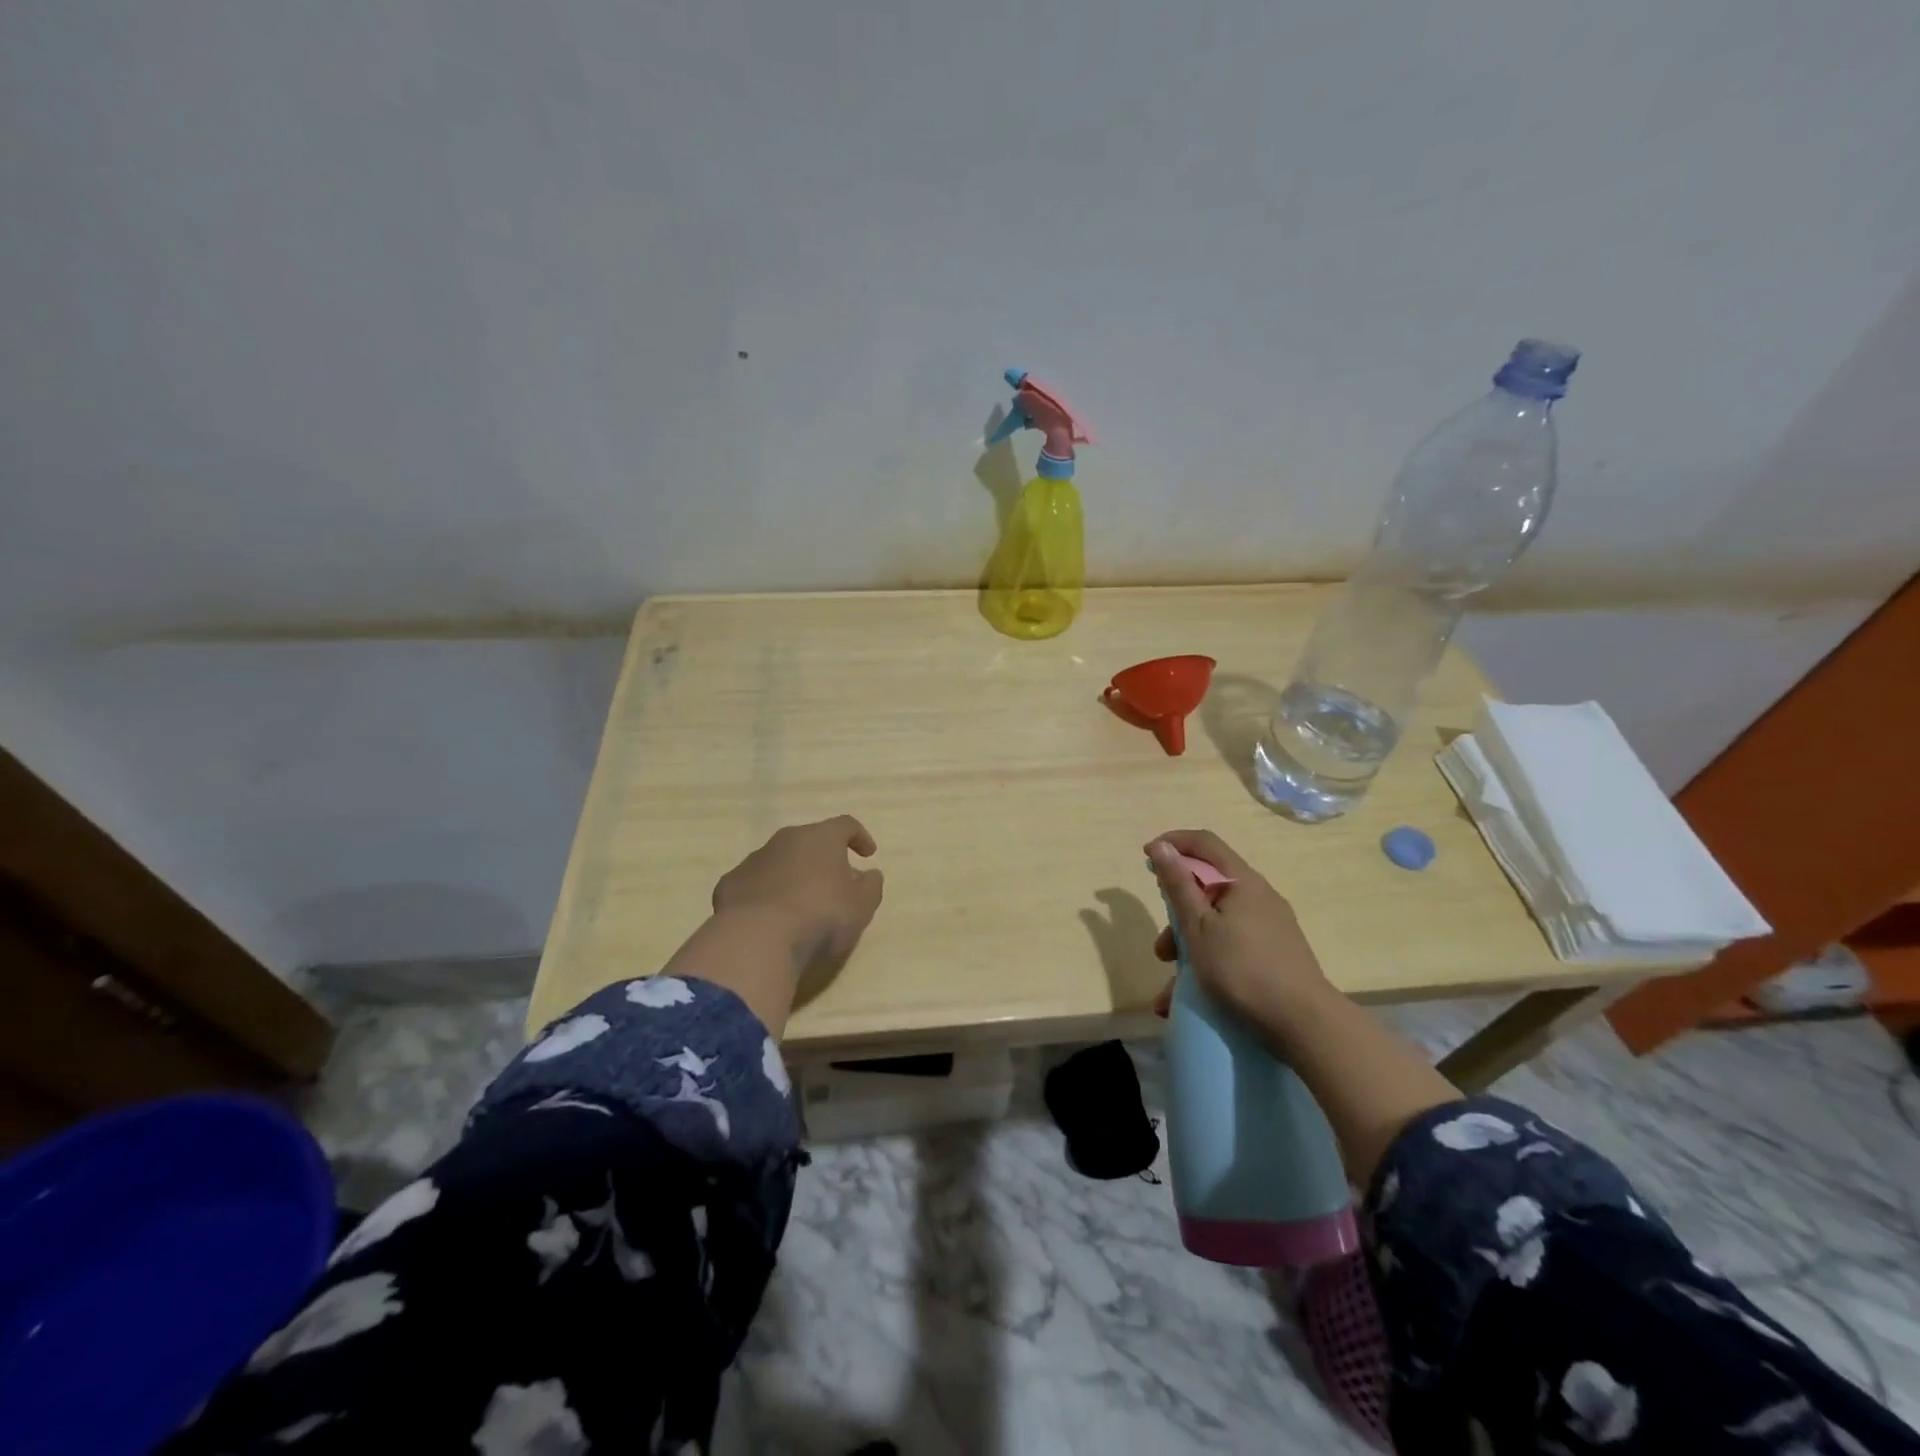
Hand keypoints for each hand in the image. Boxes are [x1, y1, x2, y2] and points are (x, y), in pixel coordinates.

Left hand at [712, 815, 884, 970]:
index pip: (845, 825)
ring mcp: (754, 860)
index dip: (859, 837)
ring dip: (792, 875)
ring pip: (779, 861)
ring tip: (801, 905)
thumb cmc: (821, 916)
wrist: (758, 938)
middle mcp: (786, 840)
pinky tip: (769, 918)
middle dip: (824, 859)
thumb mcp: (861, 906)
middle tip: (835, 884)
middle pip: (810, 841)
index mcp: (821, 837)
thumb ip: (871, 886)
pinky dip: (765, 894)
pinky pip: (754, 883)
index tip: (868, 855)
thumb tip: (870, 874)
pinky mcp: (730, 884)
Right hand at [1146, 829, 1330, 1029]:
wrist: (1305, 1023)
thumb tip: (1161, 846)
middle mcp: (1259, 897)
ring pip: (1217, 925)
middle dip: (1176, 916)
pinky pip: (1231, 948)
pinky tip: (1188, 1000)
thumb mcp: (1199, 927)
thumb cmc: (1242, 968)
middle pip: (1208, 890)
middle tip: (1160, 948)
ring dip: (1188, 950)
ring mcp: (1270, 927)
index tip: (1147, 857)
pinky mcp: (1275, 954)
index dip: (1173, 843)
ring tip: (1168, 991)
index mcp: (1242, 882)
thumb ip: (1178, 886)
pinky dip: (1207, 965)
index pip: (1204, 843)